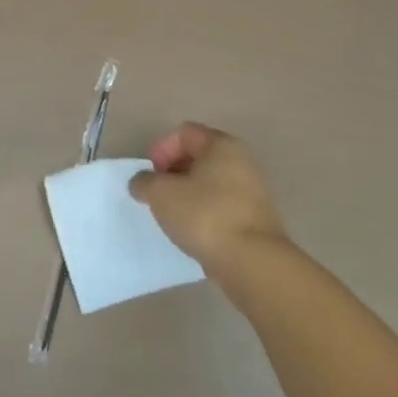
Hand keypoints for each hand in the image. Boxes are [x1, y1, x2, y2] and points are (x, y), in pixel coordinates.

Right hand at [130, 122, 289, 279]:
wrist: (252, 263)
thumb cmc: (205, 215)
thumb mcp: (160, 193)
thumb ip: (144, 181)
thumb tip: (142, 183)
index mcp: (222, 145)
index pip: (184, 133)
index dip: (161, 149)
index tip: (151, 175)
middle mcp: (242, 161)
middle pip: (198, 156)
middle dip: (172, 172)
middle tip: (157, 193)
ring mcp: (253, 191)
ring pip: (210, 183)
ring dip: (187, 194)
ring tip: (171, 215)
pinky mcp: (255, 219)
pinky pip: (221, 206)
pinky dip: (204, 212)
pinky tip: (192, 231)